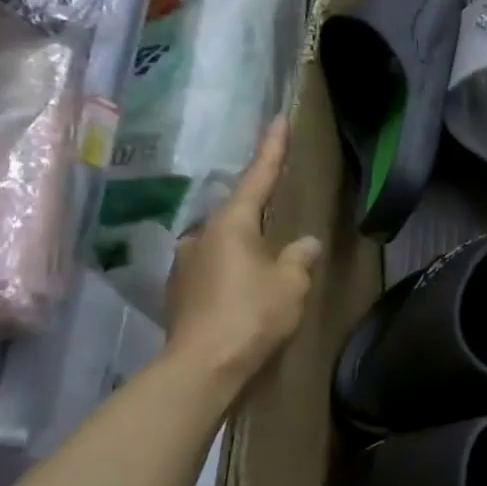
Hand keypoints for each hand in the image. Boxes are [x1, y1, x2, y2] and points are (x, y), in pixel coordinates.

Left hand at [165, 116, 320, 386]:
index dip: (272, 149)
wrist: (203, 365)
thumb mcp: (291, 282)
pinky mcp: (180, 291)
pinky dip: (233, 272)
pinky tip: (247, 292)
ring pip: (225, 244)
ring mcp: (186, 263)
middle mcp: (202, 235)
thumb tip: (305, 242)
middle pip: (238, 214)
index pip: (257, 178)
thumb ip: (300, 257)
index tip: (278, 120)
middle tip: (283, 226)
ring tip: (269, 270)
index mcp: (231, 224)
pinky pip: (214, 269)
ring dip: (247, 250)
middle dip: (260, 215)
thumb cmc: (252, 314)